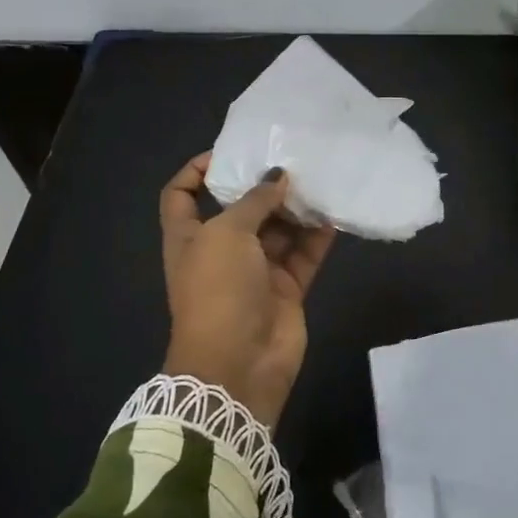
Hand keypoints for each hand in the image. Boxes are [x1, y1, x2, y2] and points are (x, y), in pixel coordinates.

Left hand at [159, 153, 337, 427]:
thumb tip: (277, 175)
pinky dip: (318, 236)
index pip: (182, 195)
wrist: (238, 364)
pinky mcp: (286, 289)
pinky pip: (304, 255)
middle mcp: (221, 251)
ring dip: (296, 209)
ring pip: (278, 231)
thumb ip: (254, 200)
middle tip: (292, 159)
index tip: (227, 153)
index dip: (197, 171)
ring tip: (319, 180)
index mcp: (189, 237)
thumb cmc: (218, 290)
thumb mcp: (226, 234)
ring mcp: (255, 272)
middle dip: (262, 186)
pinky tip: (334, 213)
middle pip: (240, 209)